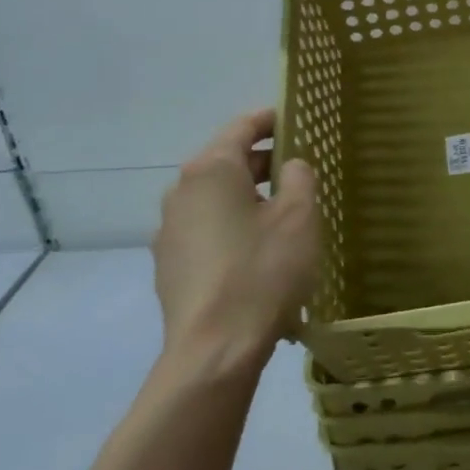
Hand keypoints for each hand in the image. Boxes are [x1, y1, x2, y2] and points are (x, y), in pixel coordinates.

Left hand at [152, 109, 318, 371]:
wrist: (214, 350)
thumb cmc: (263, 271)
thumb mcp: (299, 217)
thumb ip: (299, 177)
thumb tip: (290, 165)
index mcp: (210, 170)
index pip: (241, 127)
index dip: (270, 119)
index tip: (294, 118)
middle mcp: (181, 192)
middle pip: (226, 163)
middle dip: (262, 162)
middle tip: (299, 170)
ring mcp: (170, 231)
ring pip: (216, 200)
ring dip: (248, 199)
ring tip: (284, 216)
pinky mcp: (170, 266)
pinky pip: (207, 233)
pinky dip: (233, 229)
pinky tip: (259, 255)